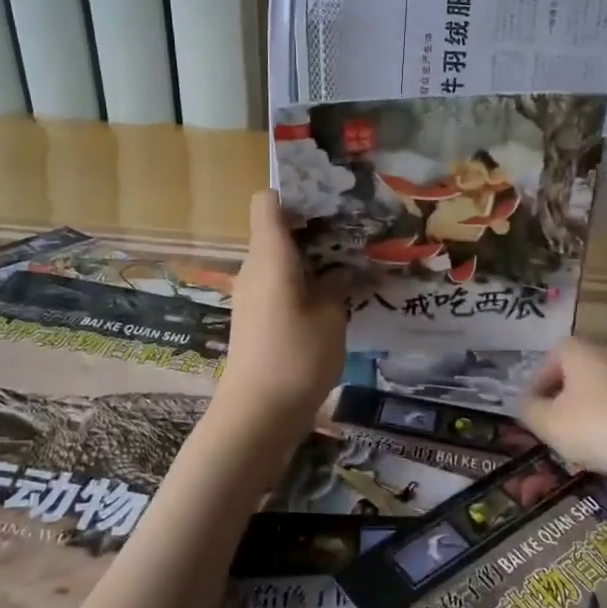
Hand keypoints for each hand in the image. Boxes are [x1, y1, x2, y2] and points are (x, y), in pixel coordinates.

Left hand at [213, 190, 347, 445]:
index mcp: (270, 257)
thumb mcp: (330, 318)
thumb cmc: (296, 358)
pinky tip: (333, 297)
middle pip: (277, 229)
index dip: (294, 191)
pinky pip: (278, 283)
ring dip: (311, 257)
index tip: (329, 198)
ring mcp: (252, 294)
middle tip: (354, 230)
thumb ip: (336, 286)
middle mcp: (254, 268)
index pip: (267, 202)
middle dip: (313, 225)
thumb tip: (338, 271)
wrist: (256, 416)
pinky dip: (303, 281)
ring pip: (280, 259)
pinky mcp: (255, 318)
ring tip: (351, 263)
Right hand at [521, 337, 606, 497]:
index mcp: (579, 351)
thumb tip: (527, 403)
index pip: (551, 357)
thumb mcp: (549, 423)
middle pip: (577, 372)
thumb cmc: (596, 426)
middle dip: (563, 397)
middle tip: (554, 424)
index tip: (534, 407)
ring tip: (580, 442)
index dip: (539, 381)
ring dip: (587, 412)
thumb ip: (529, 410)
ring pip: (599, 390)